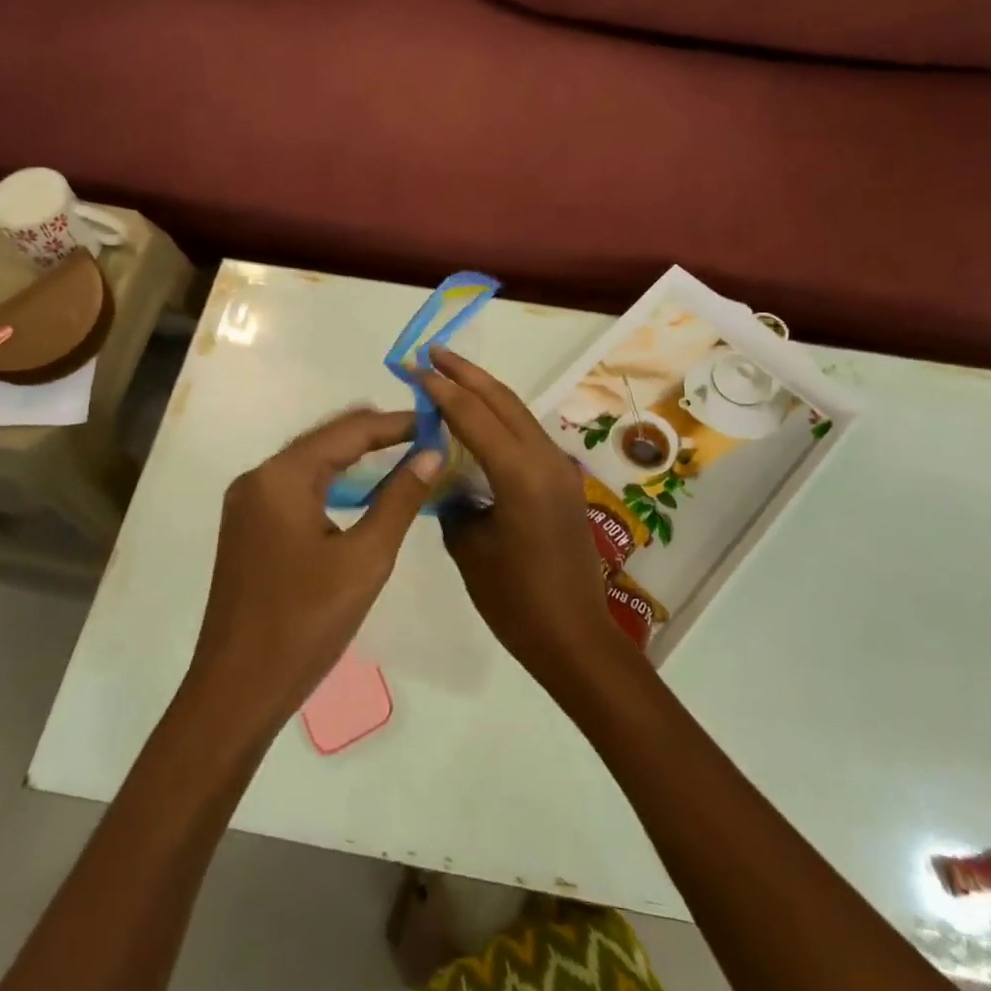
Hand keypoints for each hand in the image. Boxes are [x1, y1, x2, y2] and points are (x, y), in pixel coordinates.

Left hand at [185, 408, 440, 738]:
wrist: (235, 694)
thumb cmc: (304, 624)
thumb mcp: (365, 560)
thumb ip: (400, 499)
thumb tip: (431, 453)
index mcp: (281, 477)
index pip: (349, 430)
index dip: (396, 423)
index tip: (438, 422)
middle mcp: (259, 477)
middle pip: (326, 438)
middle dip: (376, 433)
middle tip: (426, 438)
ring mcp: (249, 502)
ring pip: (311, 460)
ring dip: (355, 456)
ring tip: (405, 457)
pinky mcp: (249, 526)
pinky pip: (297, 486)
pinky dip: (333, 480)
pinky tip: (362, 491)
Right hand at [413, 348, 627, 685]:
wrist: (575, 637)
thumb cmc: (516, 600)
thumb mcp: (470, 549)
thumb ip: (455, 502)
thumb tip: (448, 480)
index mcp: (520, 473)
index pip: (474, 415)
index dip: (442, 389)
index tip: (415, 368)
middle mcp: (545, 458)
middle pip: (502, 400)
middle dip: (466, 373)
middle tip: (432, 353)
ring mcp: (559, 468)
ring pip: (518, 413)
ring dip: (484, 391)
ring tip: (450, 375)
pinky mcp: (563, 482)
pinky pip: (526, 435)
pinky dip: (499, 417)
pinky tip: (477, 420)